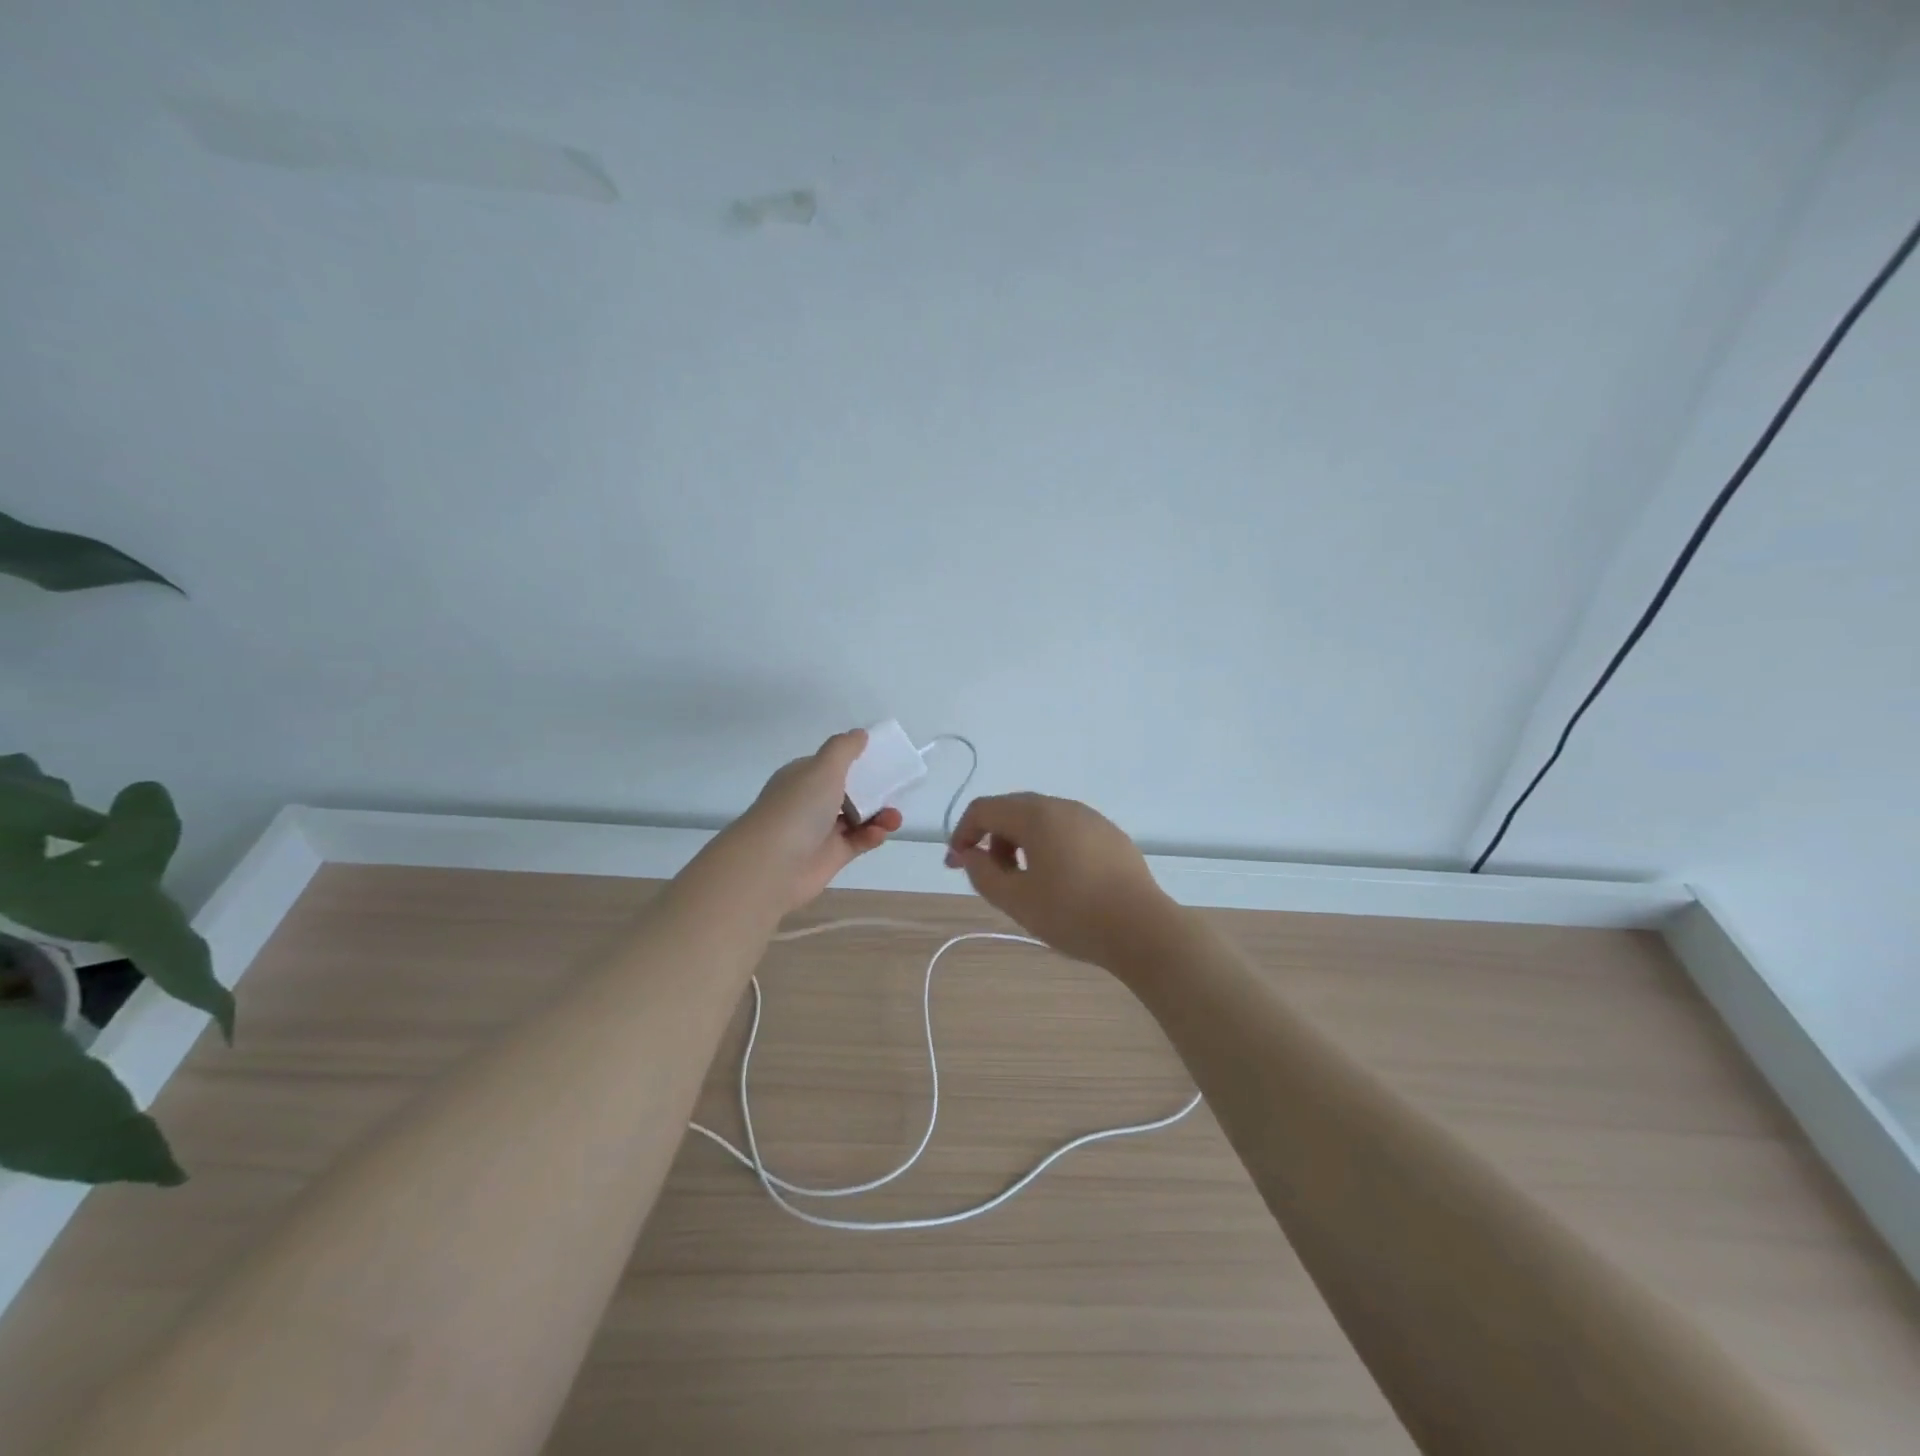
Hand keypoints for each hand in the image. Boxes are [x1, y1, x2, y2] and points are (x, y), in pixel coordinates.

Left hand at [724, 730, 902, 913]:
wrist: (772, 865)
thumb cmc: (798, 808)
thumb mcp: (823, 768)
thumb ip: (844, 749)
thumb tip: (859, 733)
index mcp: (803, 777)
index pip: (832, 765)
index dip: (856, 761)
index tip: (882, 760)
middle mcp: (810, 802)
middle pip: (849, 791)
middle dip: (874, 790)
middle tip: (895, 791)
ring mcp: (820, 831)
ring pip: (857, 818)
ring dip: (879, 815)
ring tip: (894, 818)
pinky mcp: (831, 856)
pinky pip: (858, 841)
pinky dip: (872, 836)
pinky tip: (879, 834)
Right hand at [945, 793, 1181, 968]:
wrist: (1142, 929)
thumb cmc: (1072, 914)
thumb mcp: (1016, 900)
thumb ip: (983, 873)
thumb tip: (971, 855)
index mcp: (1037, 815)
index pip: (984, 809)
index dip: (962, 834)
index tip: (956, 865)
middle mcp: (1063, 807)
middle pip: (1013, 810)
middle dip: (991, 838)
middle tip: (987, 875)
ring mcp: (1091, 819)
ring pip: (1041, 819)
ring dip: (1019, 843)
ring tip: (1022, 881)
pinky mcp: (1110, 836)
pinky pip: (1066, 830)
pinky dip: (1047, 846)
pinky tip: (1057, 880)